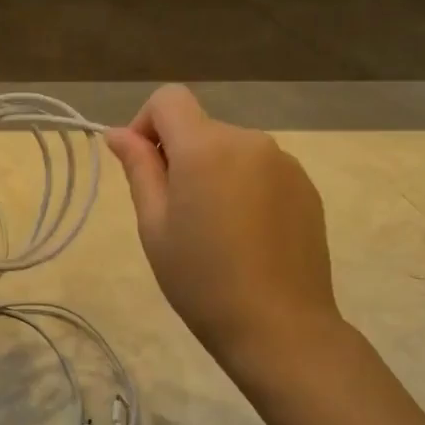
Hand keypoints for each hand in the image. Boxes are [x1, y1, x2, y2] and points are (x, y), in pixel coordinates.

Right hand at [106, 85, 340, 368]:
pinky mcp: (306, 187)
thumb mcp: (154, 225)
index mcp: (206, 147)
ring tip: (213, 231)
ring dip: (212, 173)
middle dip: (178, 156)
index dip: (145, 124)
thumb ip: (139, 169)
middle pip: (200, 127)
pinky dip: (243, 188)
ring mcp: (284, 163)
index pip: (168, 99)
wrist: (279, 326)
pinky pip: (260, 171)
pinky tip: (245, 236)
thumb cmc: (201, 279)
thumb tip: (119, 133)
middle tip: (174, 215)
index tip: (143, 169)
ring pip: (230, 150)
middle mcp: (249, 141)